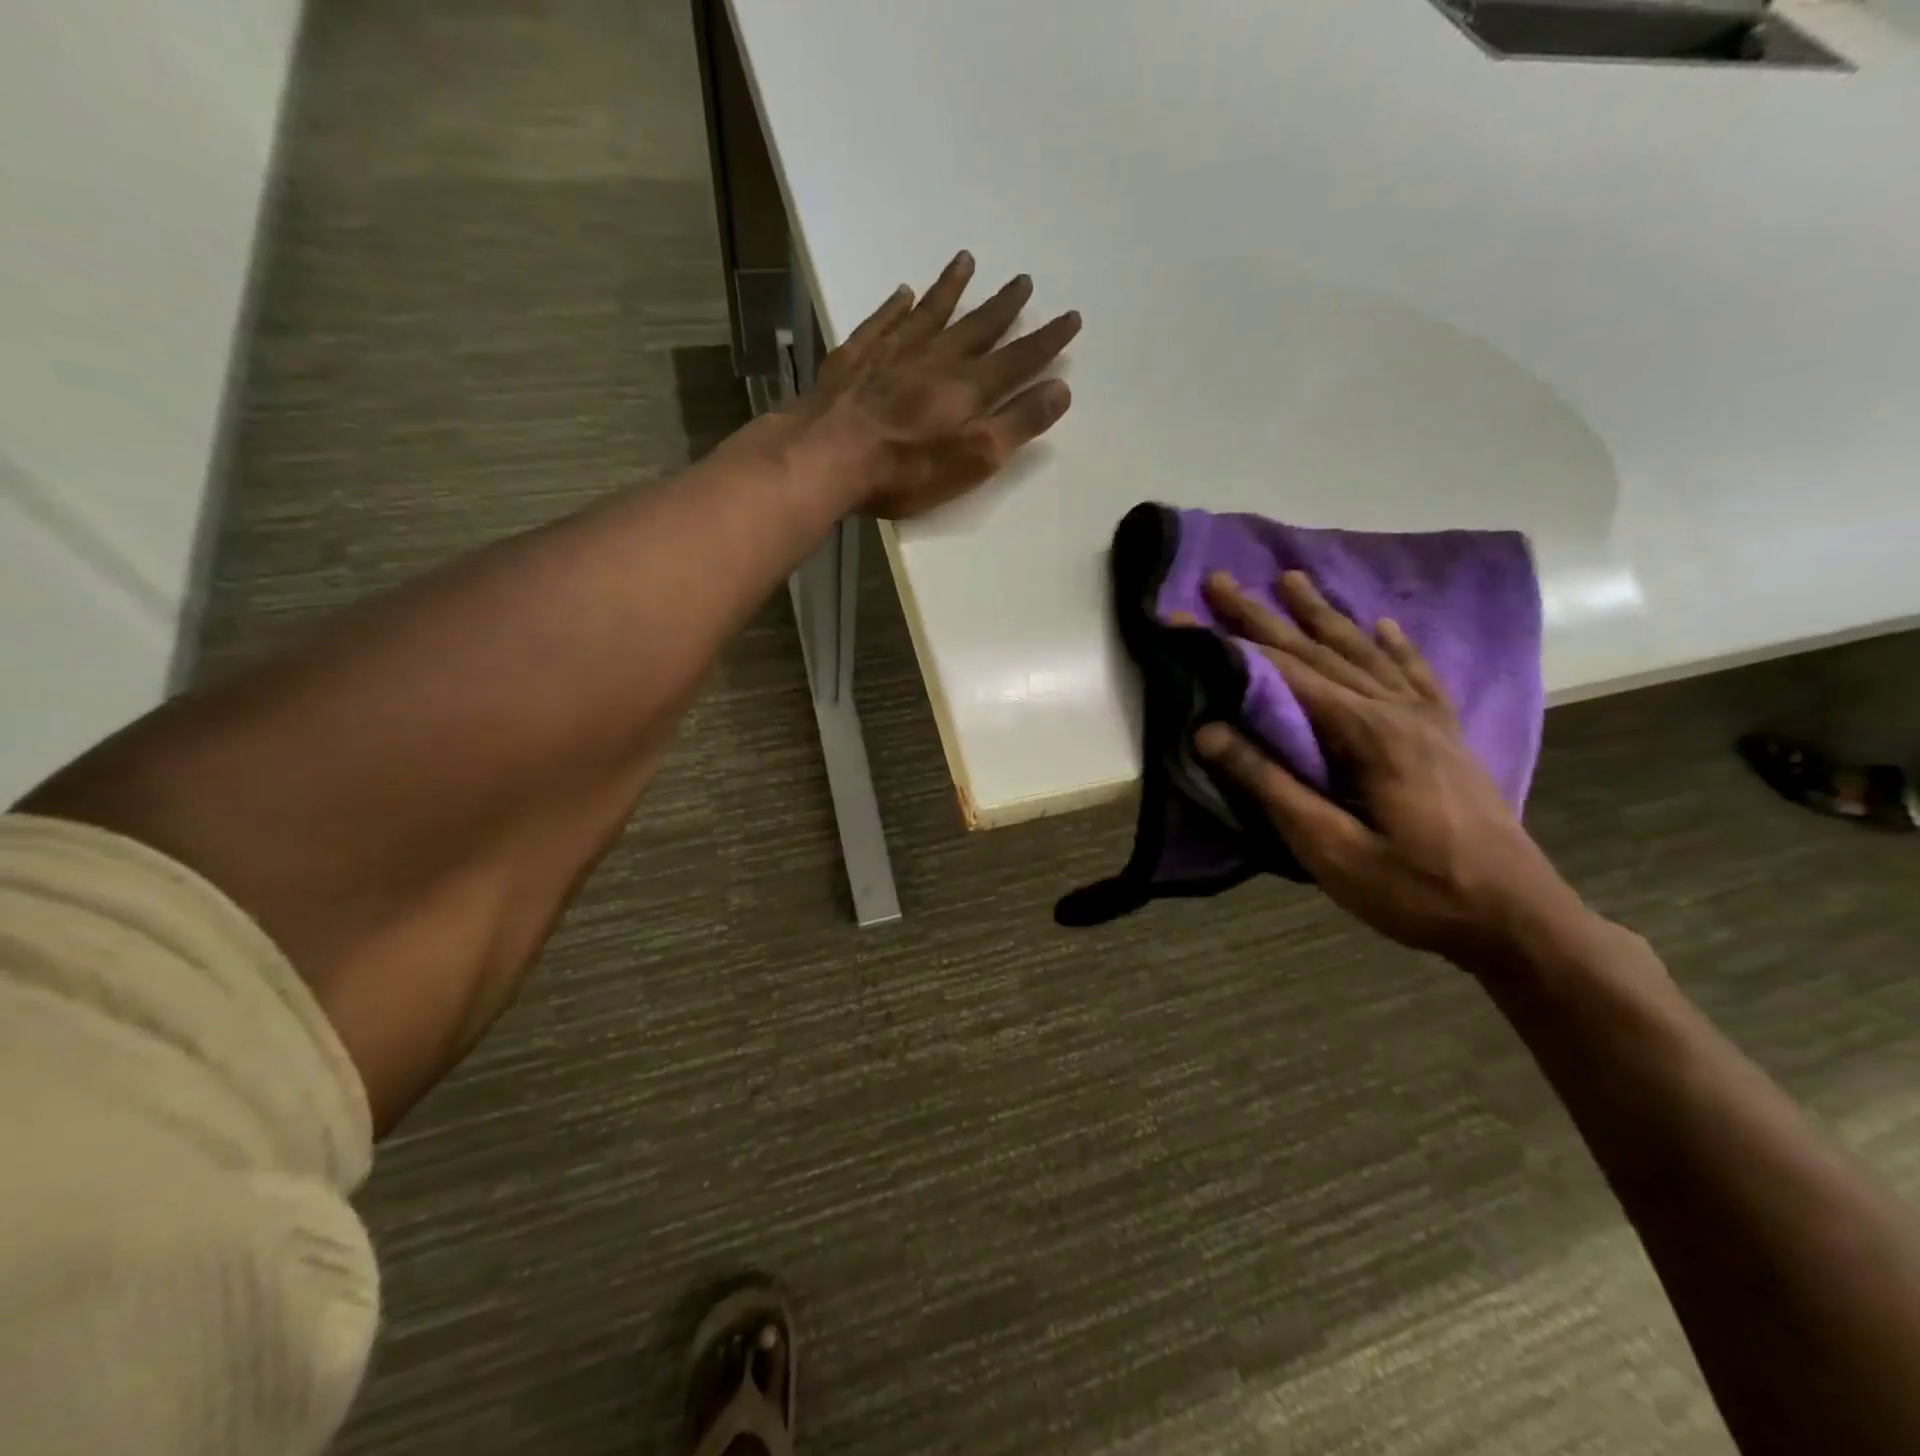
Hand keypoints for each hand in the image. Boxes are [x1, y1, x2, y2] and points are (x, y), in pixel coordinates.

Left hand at [796, 251, 1081, 519]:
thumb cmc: (904, 470)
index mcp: (967, 389)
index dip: (1047, 341)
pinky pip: (882, 322)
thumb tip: (1061, 388)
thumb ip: (1016, 424)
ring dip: (951, 289)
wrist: (827, 456)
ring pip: (929, 314)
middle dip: (1003, 306)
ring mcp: (891, 354)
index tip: (1072, 317)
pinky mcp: (854, 359)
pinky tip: (903, 292)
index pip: (1017, 360)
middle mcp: (934, 360)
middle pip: (976, 328)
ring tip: (966, 261)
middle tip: (1024, 280)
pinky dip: (895, 306)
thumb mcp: (972, 459)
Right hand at [1193, 570, 1585, 967]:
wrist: (1520, 919)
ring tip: (1292, 578)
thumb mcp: (1330, 848)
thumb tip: (1207, 731)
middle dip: (1264, 615)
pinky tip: (1382, 626)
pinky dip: (1394, 646)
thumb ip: (1270, 785)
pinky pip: (1415, 676)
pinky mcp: (1446, 737)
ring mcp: (1428, 721)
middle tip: (1222, 579)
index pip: (1285, 675)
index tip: (1187, 616)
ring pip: (1364, 652)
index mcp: (1368, 733)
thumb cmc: (1417, 890)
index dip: (1231, 645)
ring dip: (1323, 614)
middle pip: (1320, 651)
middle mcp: (1397, 711)